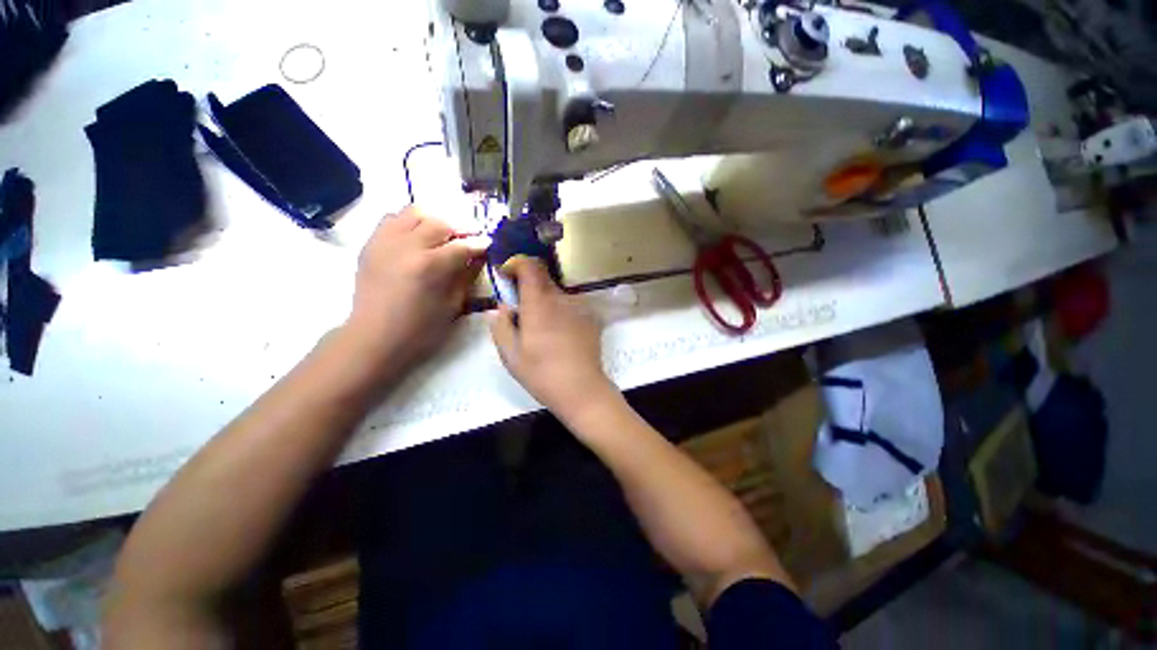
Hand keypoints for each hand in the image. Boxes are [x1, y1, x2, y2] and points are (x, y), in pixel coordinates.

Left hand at [343, 206, 486, 371]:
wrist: (374, 339)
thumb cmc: (421, 330)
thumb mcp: (453, 305)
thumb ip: (467, 275)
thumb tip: (479, 255)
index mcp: (429, 266)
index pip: (461, 245)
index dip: (478, 243)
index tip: (488, 242)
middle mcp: (405, 246)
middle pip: (439, 221)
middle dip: (460, 226)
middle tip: (470, 236)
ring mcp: (384, 241)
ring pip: (414, 211)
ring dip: (435, 218)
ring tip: (446, 232)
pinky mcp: (371, 244)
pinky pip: (393, 218)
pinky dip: (410, 221)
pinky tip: (419, 235)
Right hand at [489, 257, 617, 423]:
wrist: (582, 389)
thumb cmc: (541, 373)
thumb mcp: (510, 354)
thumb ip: (500, 324)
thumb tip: (502, 307)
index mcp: (539, 303)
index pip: (530, 266)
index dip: (517, 263)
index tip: (507, 275)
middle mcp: (561, 299)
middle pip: (543, 279)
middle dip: (529, 288)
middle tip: (522, 312)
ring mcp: (579, 307)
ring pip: (557, 295)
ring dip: (546, 303)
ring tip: (543, 331)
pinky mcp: (591, 318)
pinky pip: (571, 307)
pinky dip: (561, 313)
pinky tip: (561, 337)